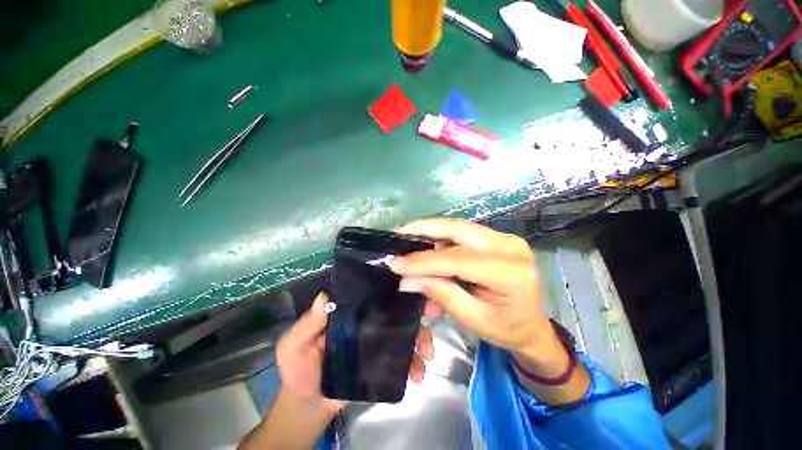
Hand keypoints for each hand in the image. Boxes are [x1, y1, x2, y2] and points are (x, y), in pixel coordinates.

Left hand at [276, 292, 434, 411]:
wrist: (310, 406)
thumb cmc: (299, 371)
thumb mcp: (293, 347)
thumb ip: (307, 325)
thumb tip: (325, 297)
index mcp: (350, 310)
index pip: (372, 291)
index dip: (392, 285)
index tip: (413, 282)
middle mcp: (367, 319)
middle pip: (396, 307)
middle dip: (417, 308)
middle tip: (434, 312)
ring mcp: (378, 339)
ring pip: (405, 330)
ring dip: (421, 337)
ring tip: (427, 353)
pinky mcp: (384, 361)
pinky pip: (404, 356)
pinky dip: (415, 361)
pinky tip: (419, 372)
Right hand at [388, 218, 574, 376]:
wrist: (533, 325)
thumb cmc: (507, 329)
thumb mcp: (473, 318)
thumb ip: (440, 294)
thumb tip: (406, 280)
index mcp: (509, 272)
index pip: (456, 259)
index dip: (423, 260)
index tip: (395, 262)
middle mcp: (508, 246)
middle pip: (458, 228)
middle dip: (425, 228)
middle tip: (400, 232)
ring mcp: (504, 238)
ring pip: (458, 227)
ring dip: (431, 233)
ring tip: (409, 241)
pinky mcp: (497, 238)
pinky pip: (463, 233)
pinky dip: (442, 239)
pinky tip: (428, 248)